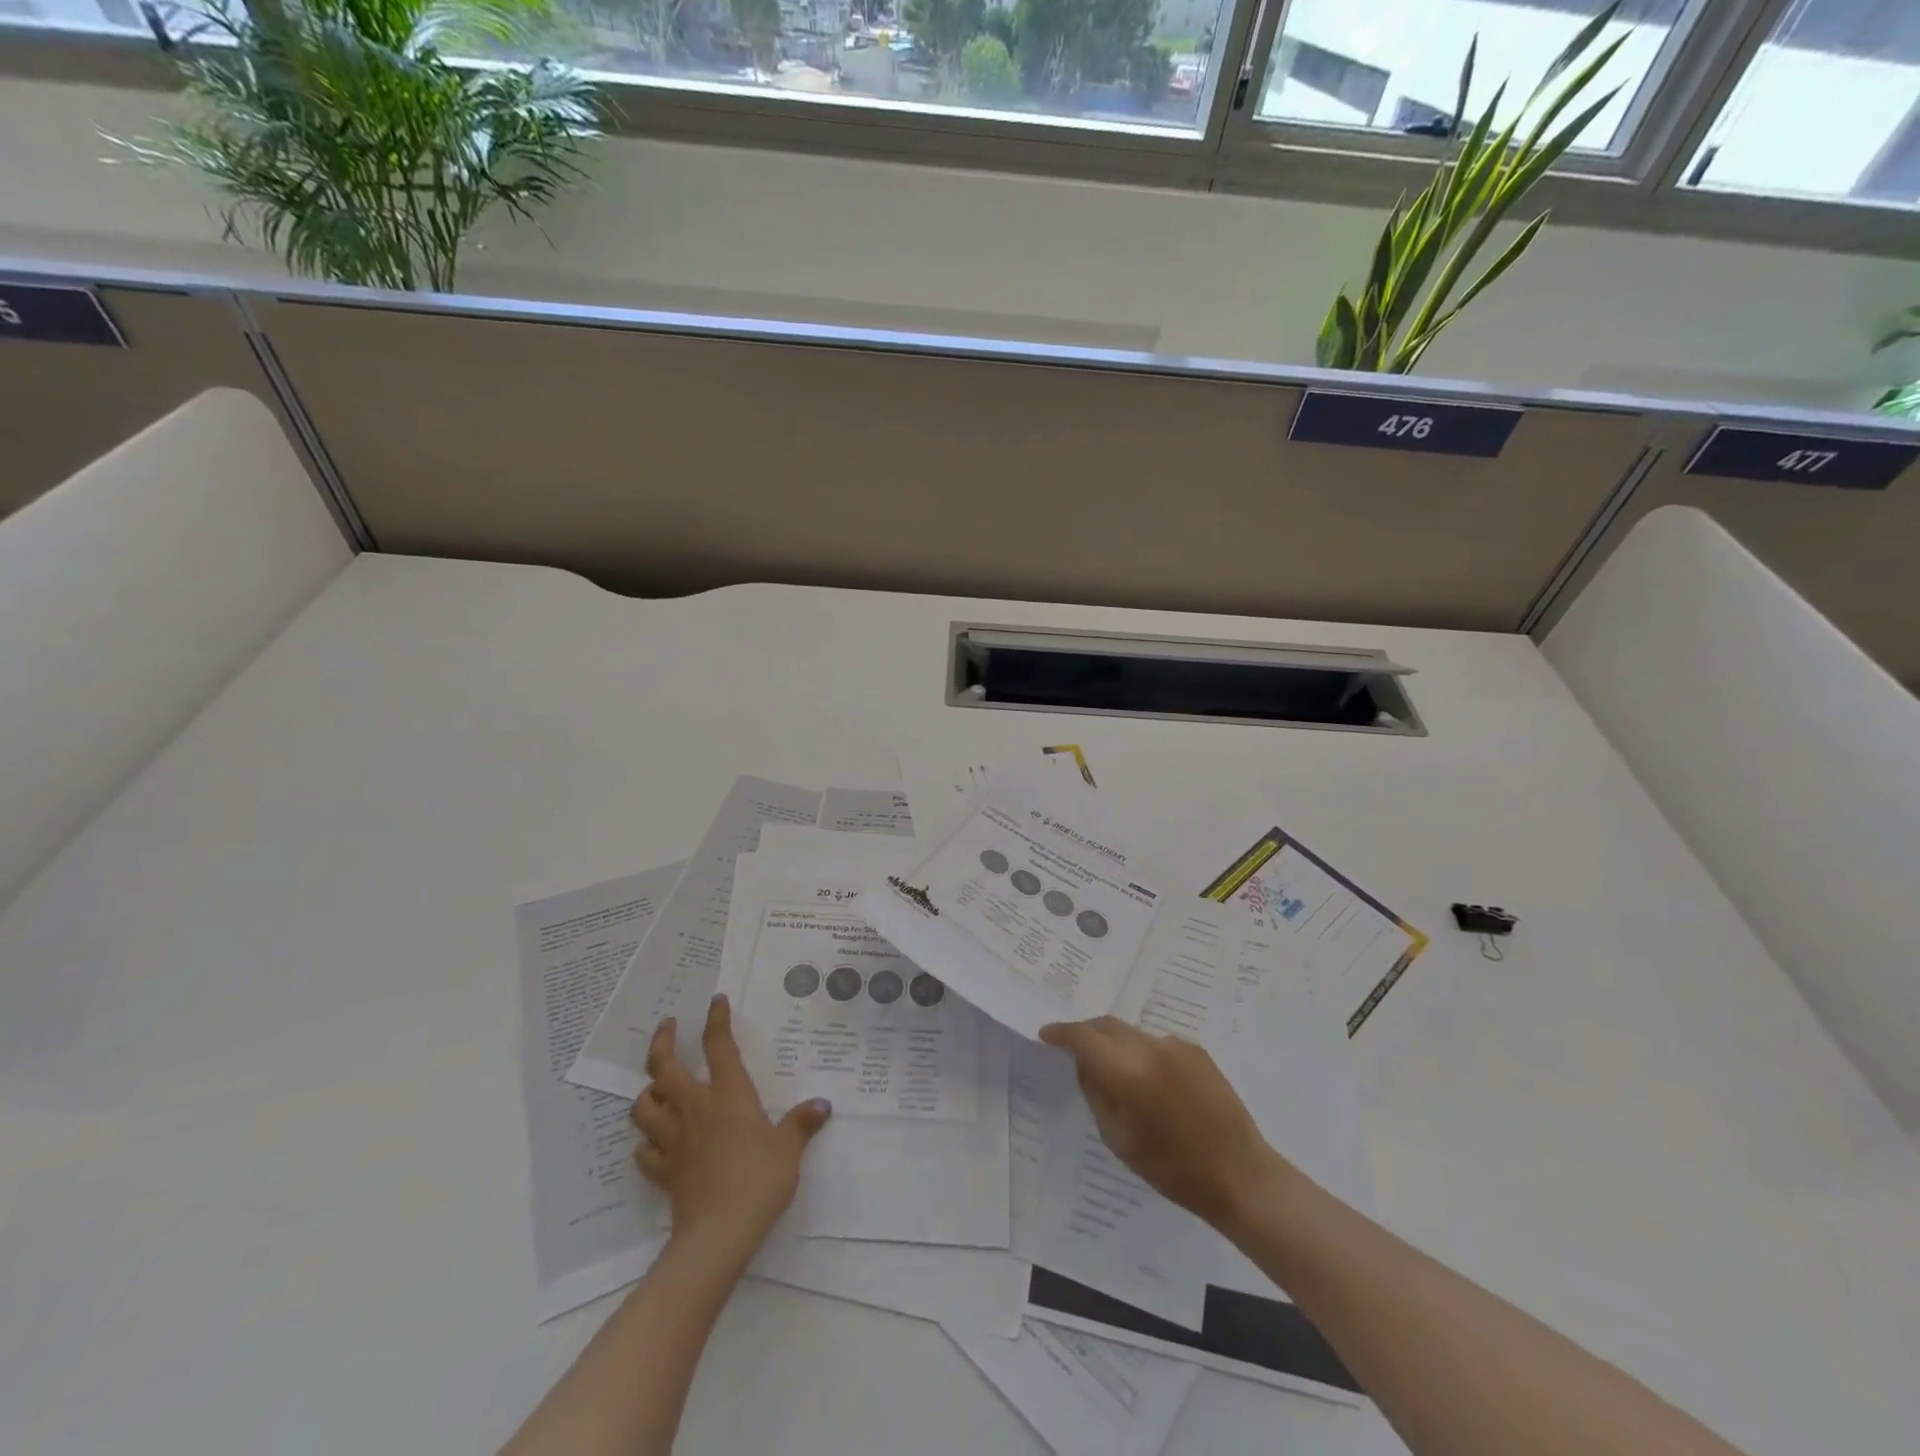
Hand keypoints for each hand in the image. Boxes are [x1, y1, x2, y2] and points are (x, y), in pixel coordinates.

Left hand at [631, 995, 831, 1262]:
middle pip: (664, 1067)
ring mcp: (674, 1140)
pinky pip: (645, 1152)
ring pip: (644, 1106)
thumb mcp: (789, 1148)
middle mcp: (695, 1108)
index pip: (719, 1046)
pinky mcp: (664, 1172)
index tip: (715, 1001)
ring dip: (647, 1092)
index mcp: (728, 1095)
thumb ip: (802, 1123)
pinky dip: (647, 1143)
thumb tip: (823, 1105)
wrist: (719, 1233)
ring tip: (656, 1086)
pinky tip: (655, 1144)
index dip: (716, 1020)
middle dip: (663, 1042)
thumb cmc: (759, 1179)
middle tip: (668, 1026)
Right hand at [1039, 1016, 1280, 1230]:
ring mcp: (1176, 1046)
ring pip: (1131, 1033)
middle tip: (1072, 1048)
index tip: (1046, 1034)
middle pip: (1107, 1025)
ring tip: (1113, 1069)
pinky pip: (1156, 1043)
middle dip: (1086, 1032)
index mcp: (1127, 1072)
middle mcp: (1150, 1048)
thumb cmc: (1173, 1169)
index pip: (1083, 1037)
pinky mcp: (1196, 1051)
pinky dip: (1142, 1053)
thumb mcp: (1118, 1139)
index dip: (1061, 1033)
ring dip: (1115, 1043)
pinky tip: (1149, 1081)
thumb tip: (1085, 1065)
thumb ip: (1096, 1094)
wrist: (1240, 1174)